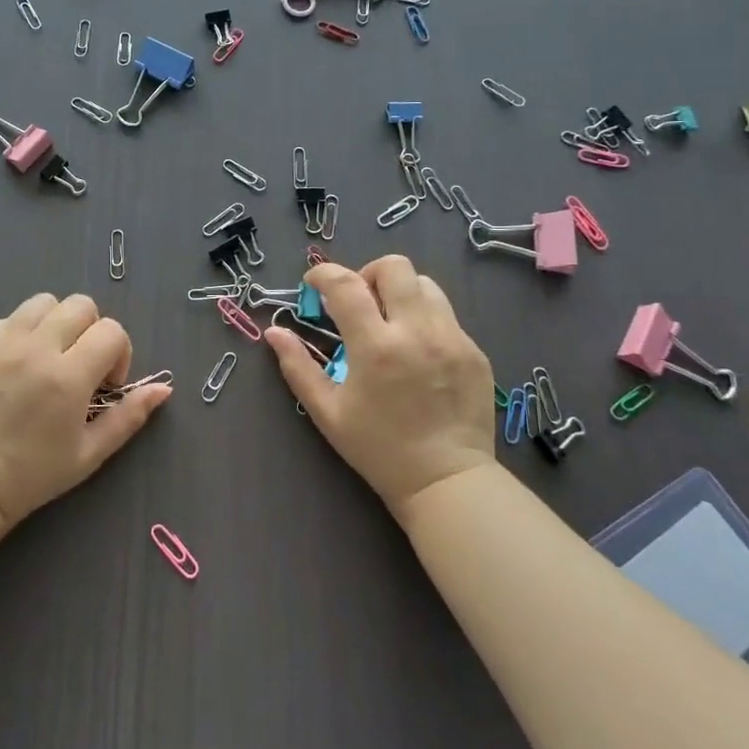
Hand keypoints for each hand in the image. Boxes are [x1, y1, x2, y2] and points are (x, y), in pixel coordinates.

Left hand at [0, 292, 169, 534]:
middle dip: (91, 331)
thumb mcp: (90, 453)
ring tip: (47, 357)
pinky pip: (8, 318)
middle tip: (79, 365)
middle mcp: (35, 349)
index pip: (111, 331)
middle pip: (81, 305)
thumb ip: (129, 416)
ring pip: (44, 302)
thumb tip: (163, 389)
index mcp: (68, 377)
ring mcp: (0, 341)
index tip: (105, 384)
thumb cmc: (31, 475)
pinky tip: (15, 365)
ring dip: (56, 323)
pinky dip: (20, 333)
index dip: (118, 354)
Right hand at [264, 255, 497, 518]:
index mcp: (375, 346)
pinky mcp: (474, 350)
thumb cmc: (378, 449)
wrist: (446, 481)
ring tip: (389, 322)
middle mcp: (417, 331)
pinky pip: (446, 315)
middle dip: (368, 274)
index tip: (313, 283)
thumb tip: (274, 332)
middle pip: (394, 267)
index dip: (323, 274)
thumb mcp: (328, 412)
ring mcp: (452, 338)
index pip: (345, 284)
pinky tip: (417, 351)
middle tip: (358, 302)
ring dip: (400, 292)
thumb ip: (298, 367)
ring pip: (425, 284)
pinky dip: (424, 319)